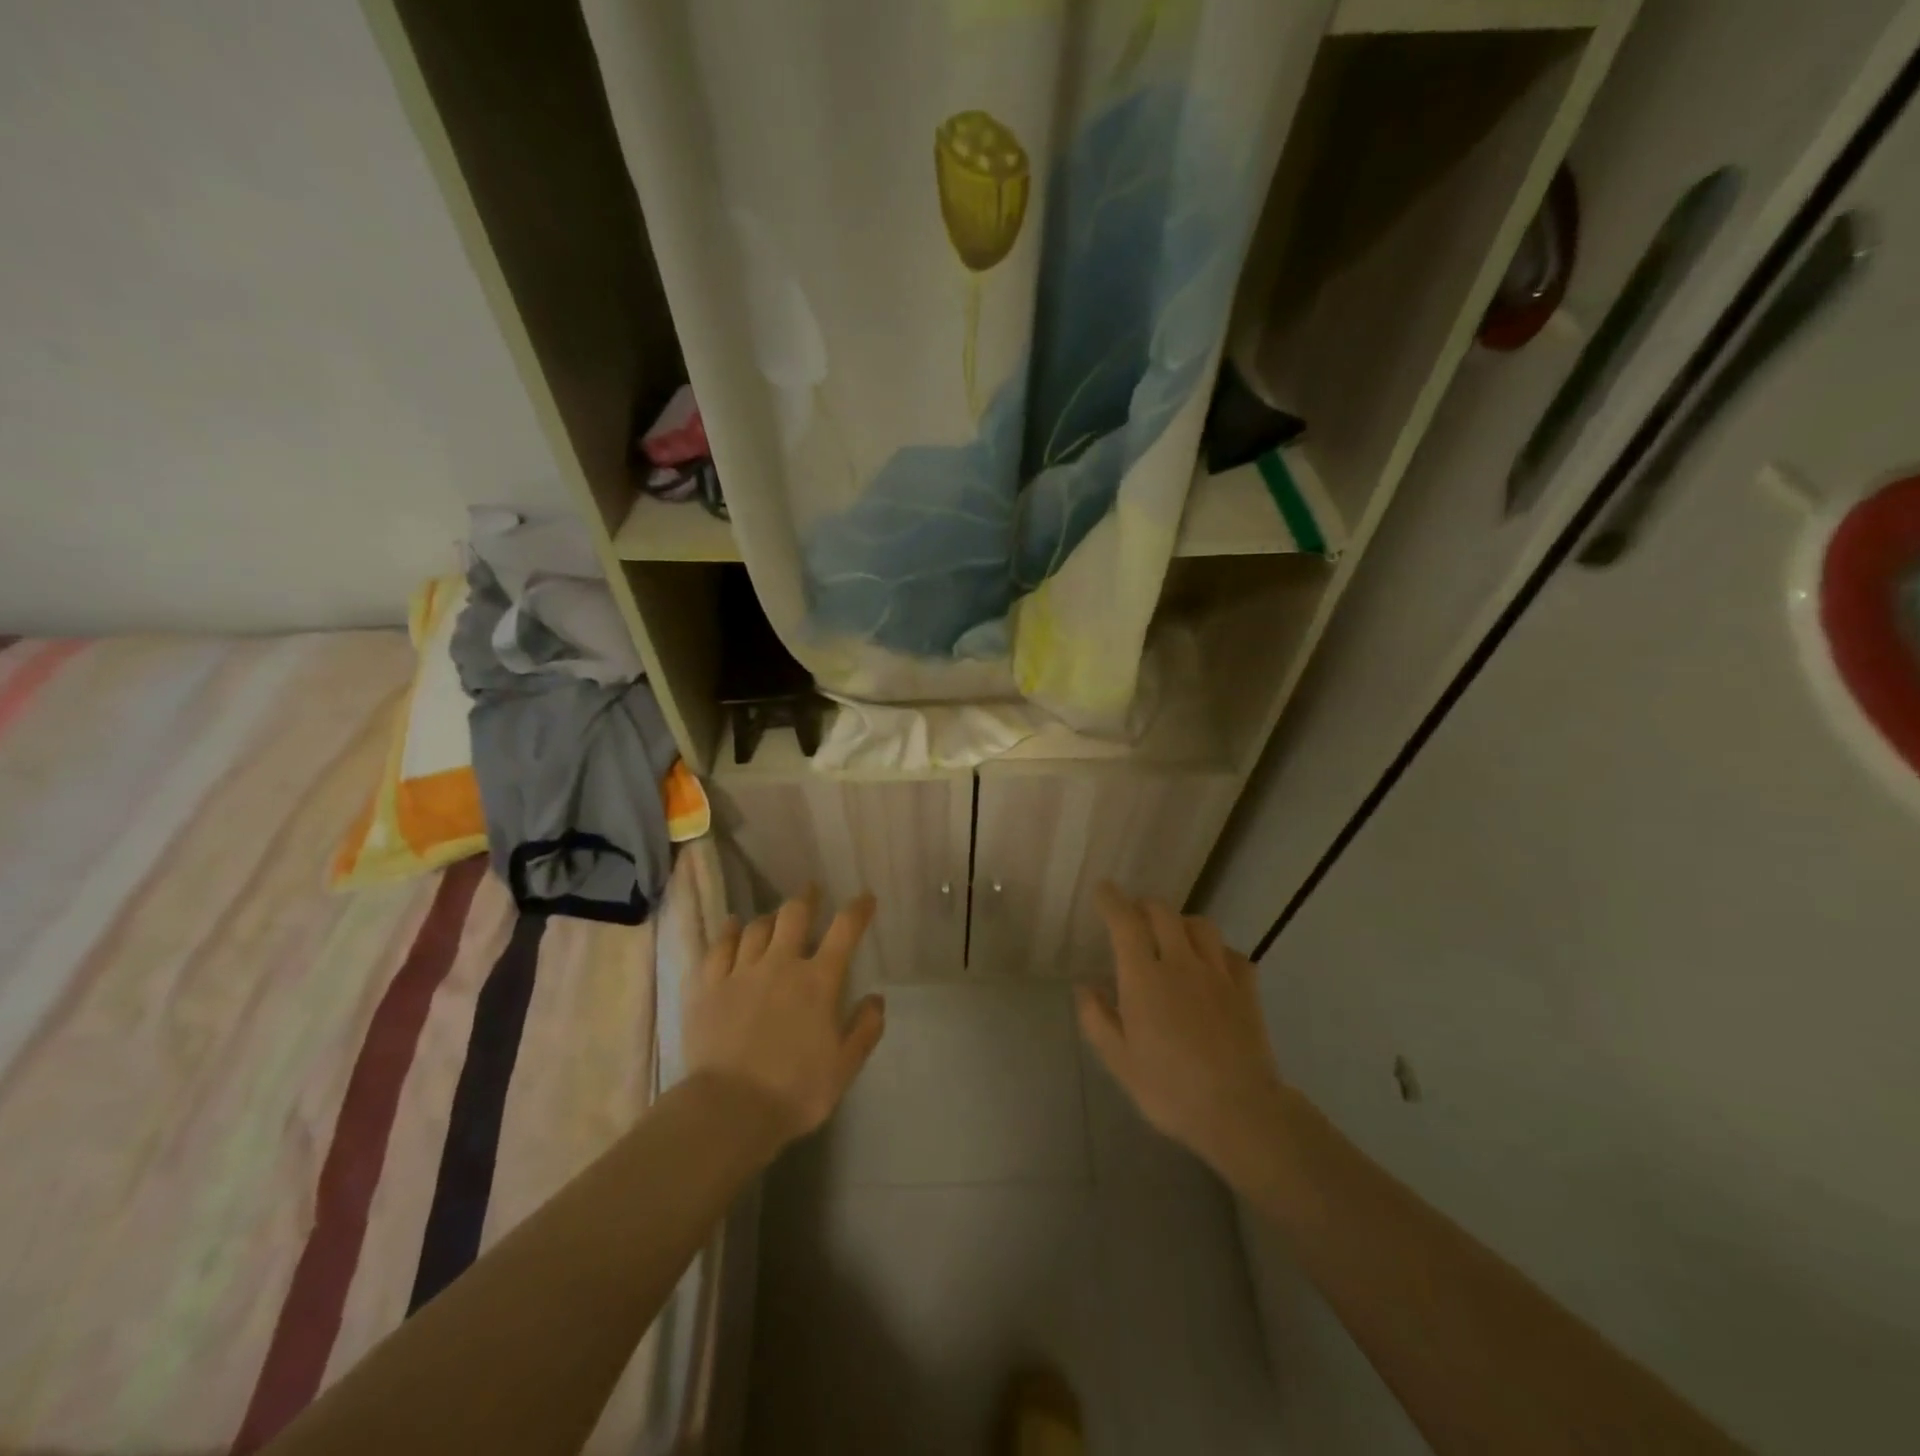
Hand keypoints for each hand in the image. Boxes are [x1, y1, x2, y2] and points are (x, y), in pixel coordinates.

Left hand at [684, 889, 884, 1144]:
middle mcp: (780, 965)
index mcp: (818, 981)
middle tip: (812, 892)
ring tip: (774, 918)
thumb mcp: (844, 1068)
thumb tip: (877, 998)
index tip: (865, 898)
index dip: (857, 909)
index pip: (844, 931)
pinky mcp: (707, 986)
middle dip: (807, 898)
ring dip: (770, 918)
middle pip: (794, 915)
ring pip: (756, 927)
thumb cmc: (794, 1091)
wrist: (728, 1110)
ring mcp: (740, 972)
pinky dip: (727, 932)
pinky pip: (718, 947)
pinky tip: (731, 925)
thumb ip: (865, 1030)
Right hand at [1076, 884, 1285, 1185]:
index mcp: (1144, 978)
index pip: (1125, 922)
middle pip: (1163, 913)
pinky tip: (1211, 965)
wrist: (1240, 1111)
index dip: (1112, 901)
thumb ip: (1097, 1018)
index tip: (1103, 890)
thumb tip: (1085, 986)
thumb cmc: (1169, 1089)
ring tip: (1172, 936)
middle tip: (1133, 916)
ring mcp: (1218, 974)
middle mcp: (1180, 963)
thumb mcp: (1119, 1061)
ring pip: (1200, 925)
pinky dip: (1216, 950)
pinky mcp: (1247, 990)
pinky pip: (1232, 953)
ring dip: (1180, 922)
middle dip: (1144, 906)